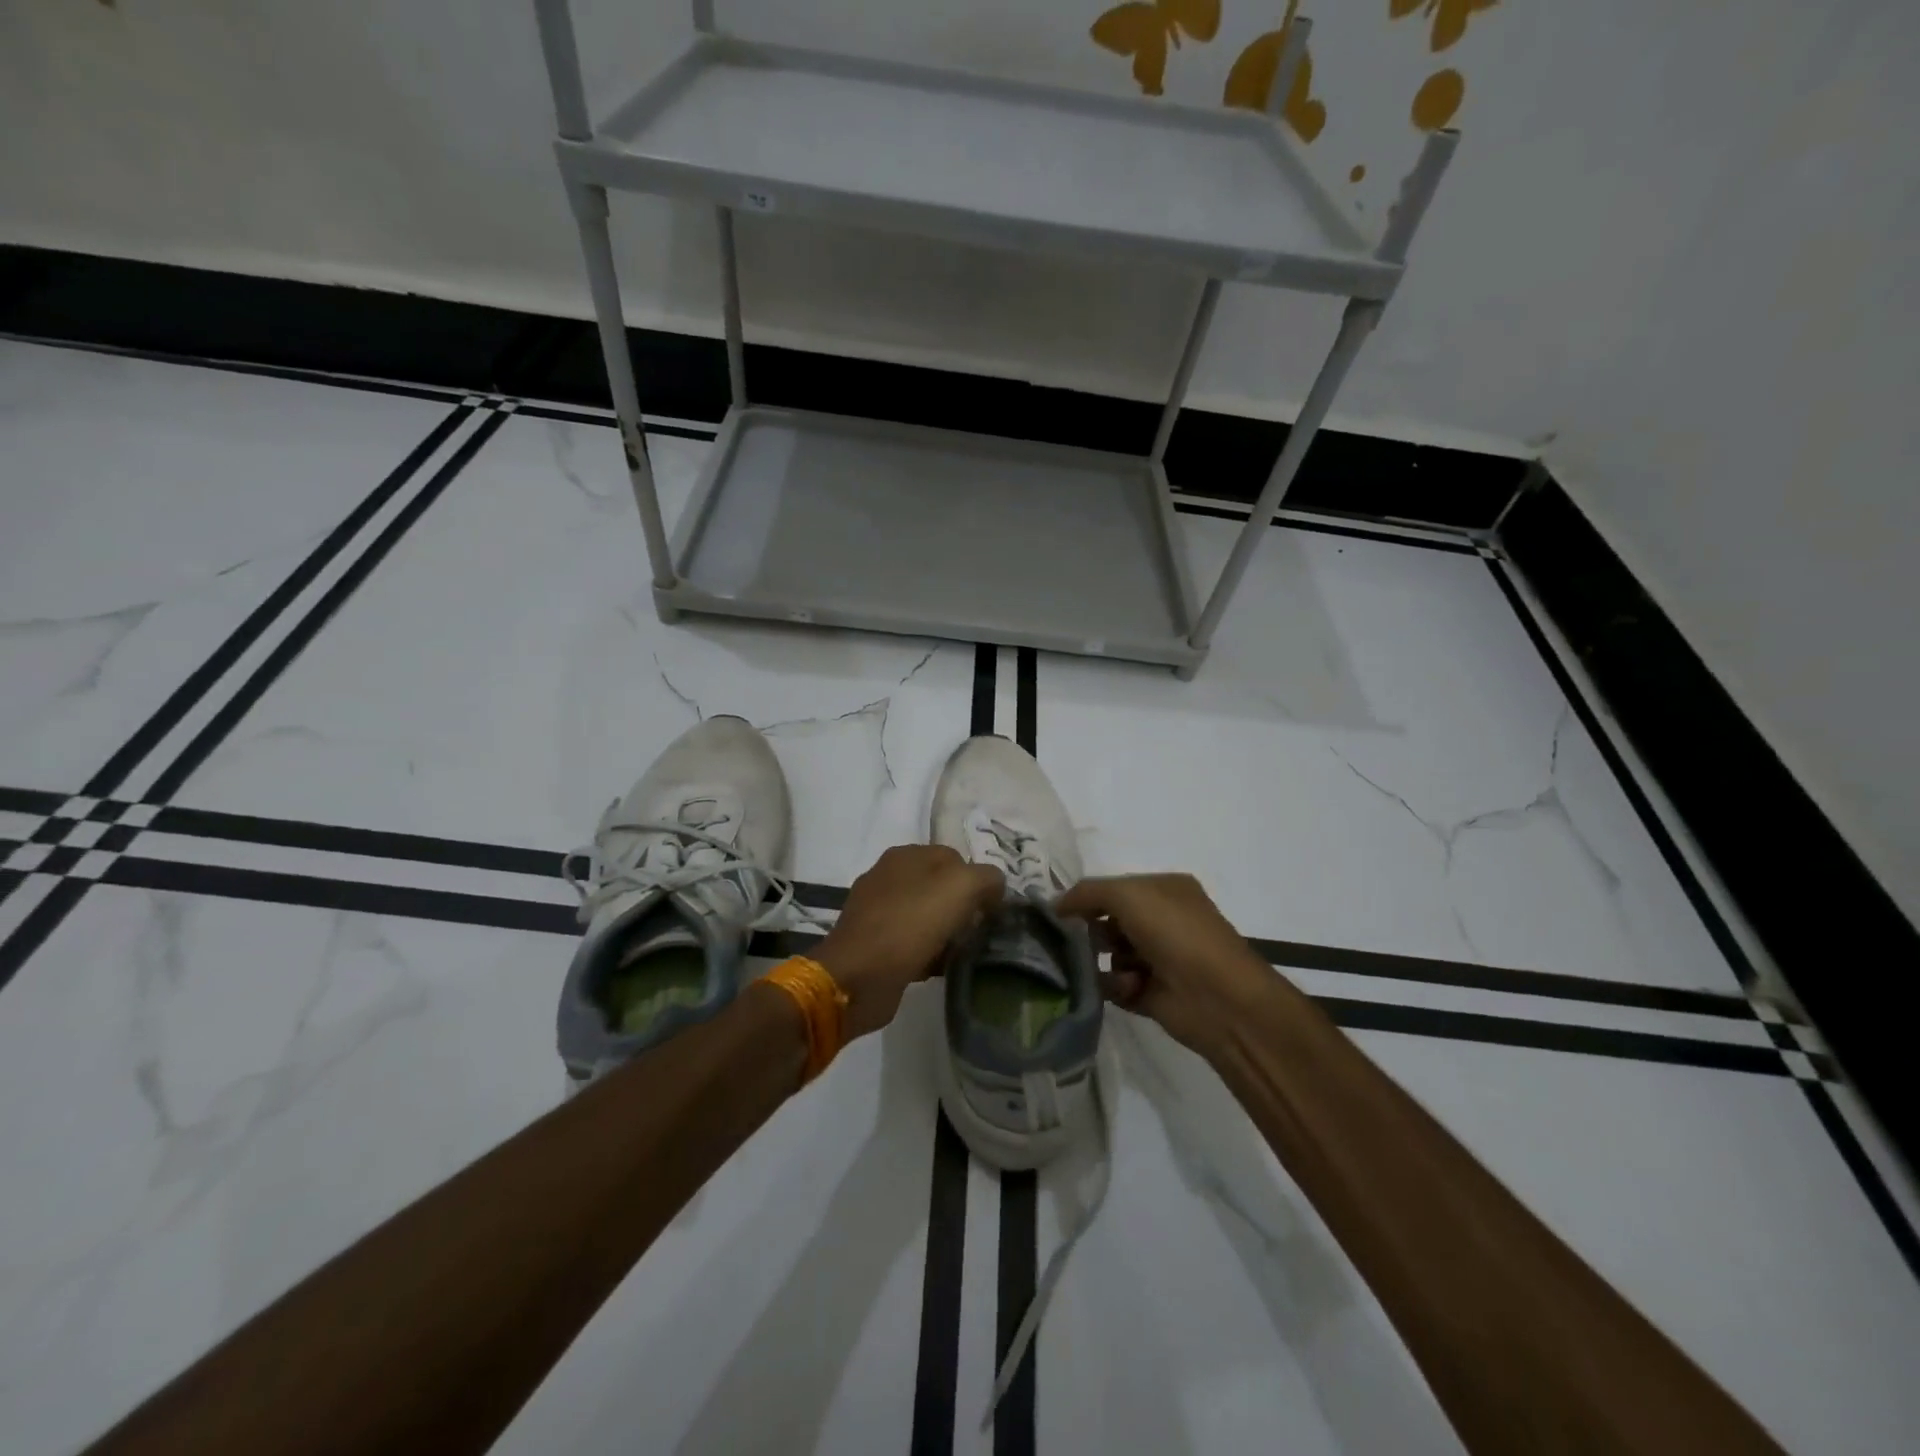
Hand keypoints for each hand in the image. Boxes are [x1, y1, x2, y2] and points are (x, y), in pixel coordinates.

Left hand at [815, 845, 1005, 1039]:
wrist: (858, 977)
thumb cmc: (910, 924)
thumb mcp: (961, 887)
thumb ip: (987, 878)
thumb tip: (995, 886)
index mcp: (905, 855)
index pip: (955, 858)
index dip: (977, 881)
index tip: (990, 910)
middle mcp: (888, 877)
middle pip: (941, 888)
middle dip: (962, 910)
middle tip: (978, 933)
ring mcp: (877, 911)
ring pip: (927, 916)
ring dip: (947, 934)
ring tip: (961, 954)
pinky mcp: (873, 944)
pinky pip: (912, 942)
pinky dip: (928, 953)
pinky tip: (938, 969)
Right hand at [1055, 873, 1279, 1058]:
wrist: (1219, 999)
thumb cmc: (1176, 934)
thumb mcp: (1129, 895)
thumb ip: (1088, 893)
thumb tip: (1055, 905)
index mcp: (1164, 890)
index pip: (1114, 888)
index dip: (1087, 898)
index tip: (1057, 913)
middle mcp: (1164, 921)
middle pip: (1109, 922)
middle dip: (1092, 932)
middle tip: (1078, 942)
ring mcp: (1159, 958)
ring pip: (1111, 955)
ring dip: (1105, 963)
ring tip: (1117, 970)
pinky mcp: (1153, 993)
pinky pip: (1118, 986)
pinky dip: (1116, 987)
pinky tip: (1128, 989)